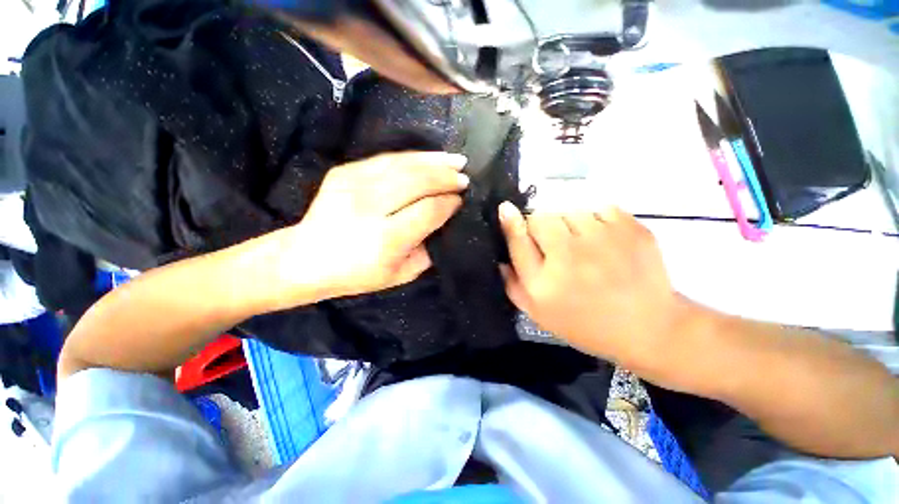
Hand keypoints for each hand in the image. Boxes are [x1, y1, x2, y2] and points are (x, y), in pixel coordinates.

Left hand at [268, 152, 467, 306]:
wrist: (306, 258)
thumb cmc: (358, 274)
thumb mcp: (402, 274)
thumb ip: (428, 249)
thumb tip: (445, 220)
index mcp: (386, 239)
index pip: (428, 211)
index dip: (449, 203)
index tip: (461, 200)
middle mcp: (370, 207)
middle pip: (418, 182)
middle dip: (446, 177)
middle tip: (464, 176)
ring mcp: (354, 185)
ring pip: (403, 165)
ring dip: (434, 161)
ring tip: (455, 160)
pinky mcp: (344, 172)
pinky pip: (385, 158)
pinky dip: (412, 157)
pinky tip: (428, 157)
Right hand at [498, 203, 692, 370]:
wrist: (647, 328)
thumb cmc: (584, 323)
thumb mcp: (538, 313)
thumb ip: (513, 285)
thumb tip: (499, 258)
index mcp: (543, 283)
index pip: (518, 240)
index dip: (510, 222)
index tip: (505, 208)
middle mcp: (569, 257)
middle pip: (541, 218)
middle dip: (541, 228)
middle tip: (554, 245)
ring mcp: (603, 240)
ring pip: (570, 212)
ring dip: (569, 224)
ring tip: (583, 246)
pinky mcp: (631, 230)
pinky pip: (600, 209)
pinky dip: (598, 221)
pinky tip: (605, 242)